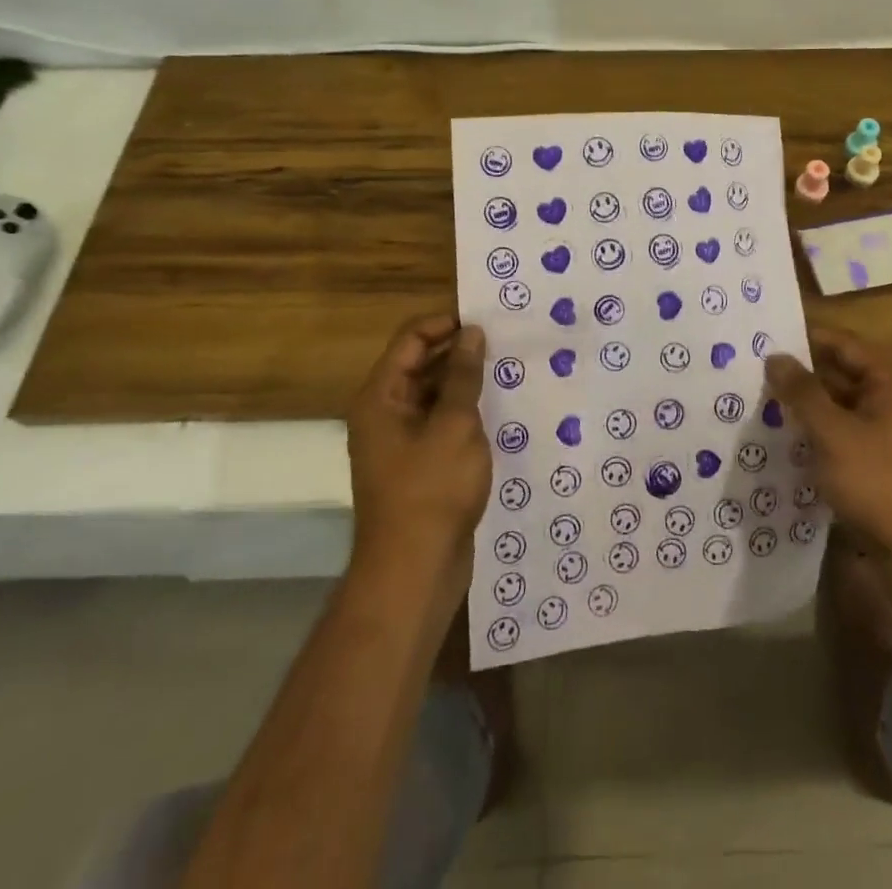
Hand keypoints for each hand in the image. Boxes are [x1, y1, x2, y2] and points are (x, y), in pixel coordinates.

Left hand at [346, 314, 490, 598]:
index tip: (487, 320)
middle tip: (506, 342)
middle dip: (460, 351)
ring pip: (435, 395)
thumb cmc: (431, 490)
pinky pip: (443, 423)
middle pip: (421, 364)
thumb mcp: (454, 425)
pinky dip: (466, 412)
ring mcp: (402, 441)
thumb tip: (471, 333)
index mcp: (381, 397)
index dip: (445, 323)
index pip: (411, 339)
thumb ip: (462, 376)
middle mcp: (386, 413)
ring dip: (466, 382)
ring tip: (509, 370)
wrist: (414, 572)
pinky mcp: (421, 465)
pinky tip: (500, 409)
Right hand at [766, 328, 891, 564]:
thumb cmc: (880, 482)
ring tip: (761, 402)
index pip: (844, 345)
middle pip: (842, 375)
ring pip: (840, 408)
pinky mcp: (880, 464)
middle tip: (755, 371)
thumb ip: (802, 393)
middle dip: (801, 375)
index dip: (807, 339)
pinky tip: (784, 439)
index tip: (767, 337)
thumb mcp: (833, 434)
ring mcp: (889, 434)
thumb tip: (775, 357)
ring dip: (806, 407)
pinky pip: (843, 435)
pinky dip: (817, 433)